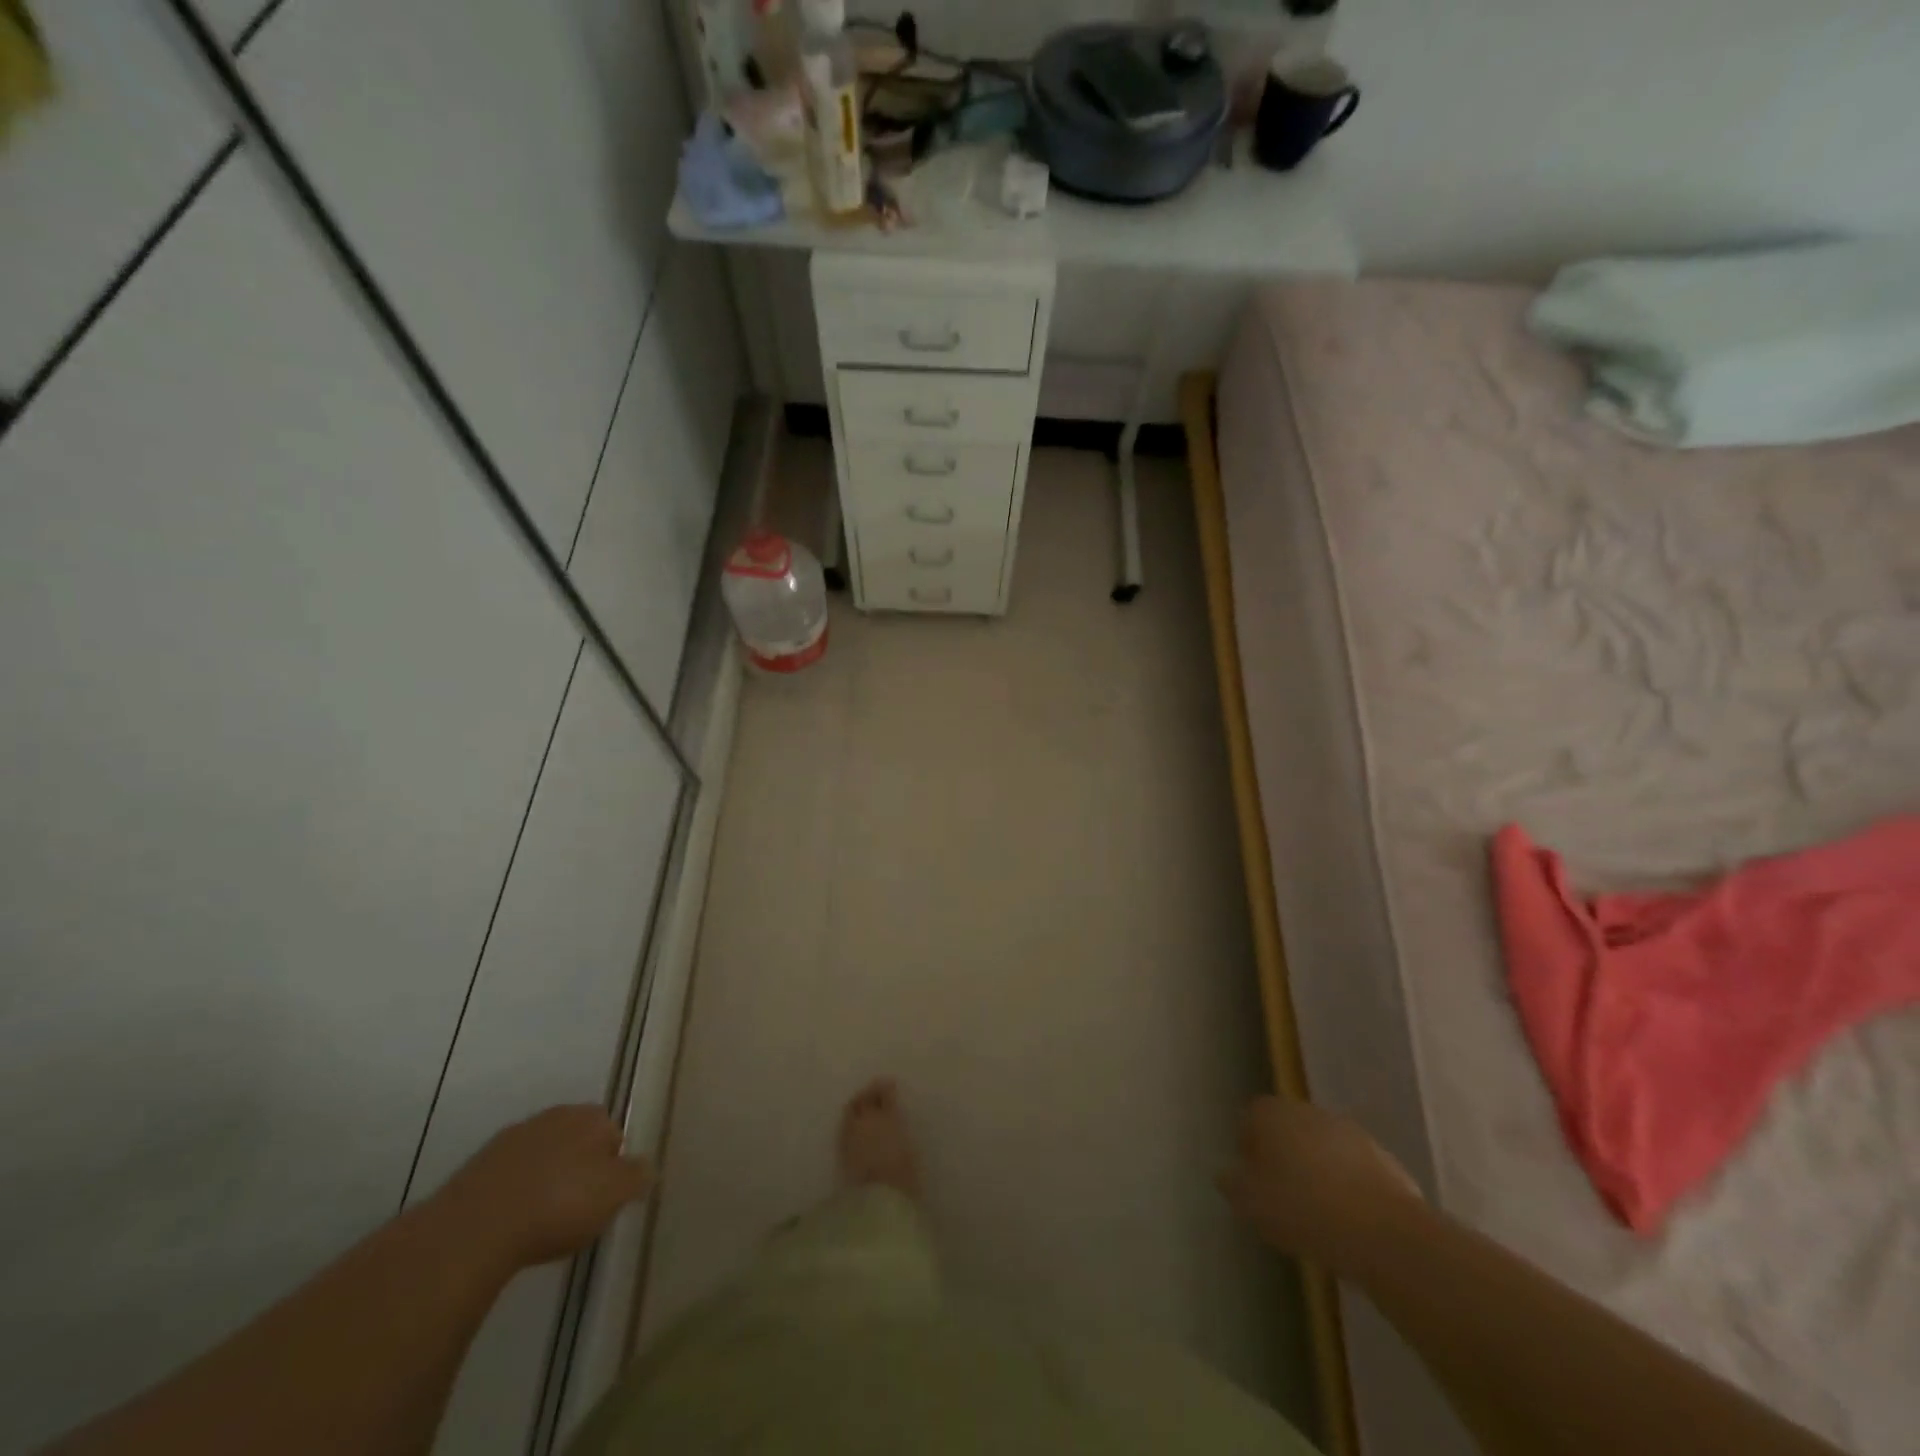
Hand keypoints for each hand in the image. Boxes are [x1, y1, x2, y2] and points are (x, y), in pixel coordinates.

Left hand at [433, 1105, 653, 1271]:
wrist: (475, 1228)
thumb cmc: (558, 1205)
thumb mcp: (614, 1195)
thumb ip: (637, 1176)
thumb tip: (648, 1166)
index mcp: (591, 1117)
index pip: (613, 1134)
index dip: (613, 1166)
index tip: (605, 1198)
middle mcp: (554, 1115)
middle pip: (576, 1140)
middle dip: (579, 1166)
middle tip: (577, 1207)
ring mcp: (512, 1137)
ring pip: (542, 1155)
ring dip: (545, 1177)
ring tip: (542, 1218)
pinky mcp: (477, 1165)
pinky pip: (509, 1175)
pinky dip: (514, 1191)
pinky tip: (511, 1222)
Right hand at [1219, 1096, 1421, 1267]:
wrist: (1382, 1232)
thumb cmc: (1302, 1208)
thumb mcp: (1251, 1203)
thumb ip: (1233, 1184)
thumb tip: (1228, 1175)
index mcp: (1273, 1113)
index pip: (1251, 1118)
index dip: (1248, 1147)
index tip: (1251, 1179)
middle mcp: (1309, 1111)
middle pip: (1288, 1129)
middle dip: (1284, 1156)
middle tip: (1281, 1195)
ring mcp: (1350, 1132)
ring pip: (1322, 1148)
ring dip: (1317, 1170)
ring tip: (1317, 1212)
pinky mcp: (1383, 1159)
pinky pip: (1353, 1169)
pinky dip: (1347, 1186)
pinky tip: (1348, 1220)